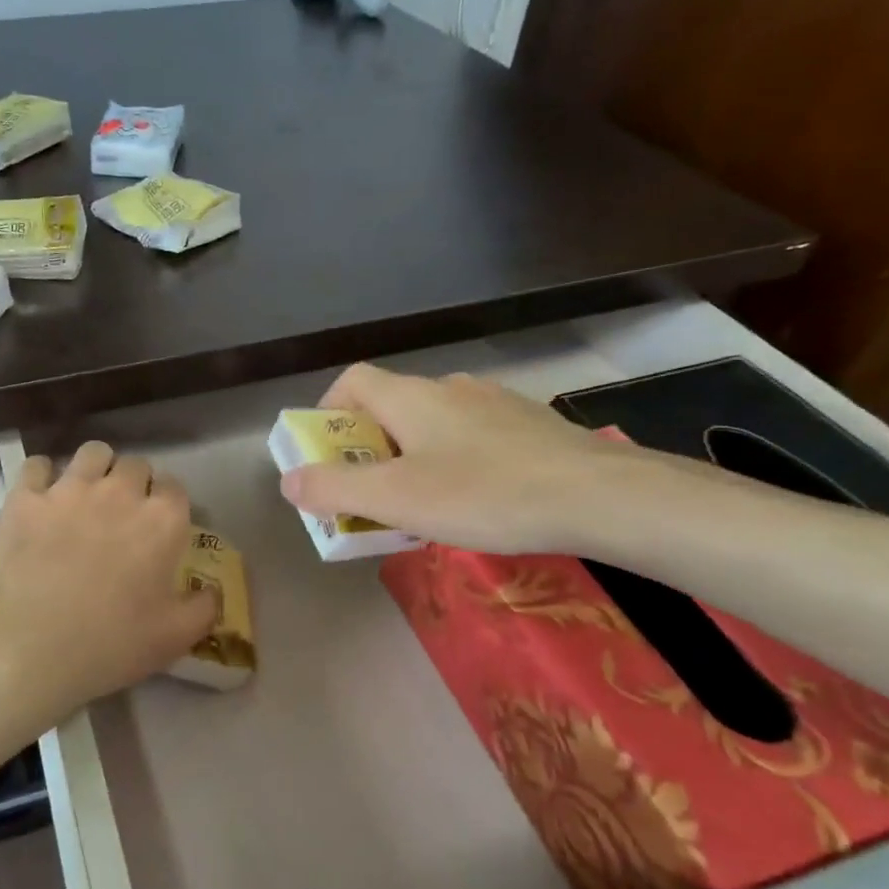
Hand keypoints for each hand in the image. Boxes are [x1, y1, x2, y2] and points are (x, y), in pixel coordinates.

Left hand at [0, 441, 217, 722]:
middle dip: (133, 484)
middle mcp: (120, 492)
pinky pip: (37, 465)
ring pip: (92, 452)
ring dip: (95, 469)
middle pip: (136, 465)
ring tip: (85, 495)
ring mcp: (70, 489)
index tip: (158, 526)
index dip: (167, 504)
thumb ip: (203, 609)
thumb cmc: (109, 644)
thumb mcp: (173, 639)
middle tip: (121, 516)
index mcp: (162, 521)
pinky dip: (42, 477)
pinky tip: (40, 498)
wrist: (26, 644)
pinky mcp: (25, 496)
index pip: (175, 488)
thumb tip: (212, 591)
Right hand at [278, 363, 643, 554]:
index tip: (327, 458)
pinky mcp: (530, 427)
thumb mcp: (396, 499)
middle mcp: (450, 389)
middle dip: (368, 451)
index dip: (328, 414)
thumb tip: (289, 480)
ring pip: (434, 425)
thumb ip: (334, 489)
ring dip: (412, 458)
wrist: (598, 496)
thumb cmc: (483, 493)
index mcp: (411, 397)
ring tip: (422, 506)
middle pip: (390, 408)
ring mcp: (494, 404)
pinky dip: (455, 463)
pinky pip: (473, 438)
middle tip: (371, 496)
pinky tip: (476, 501)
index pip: (351, 382)